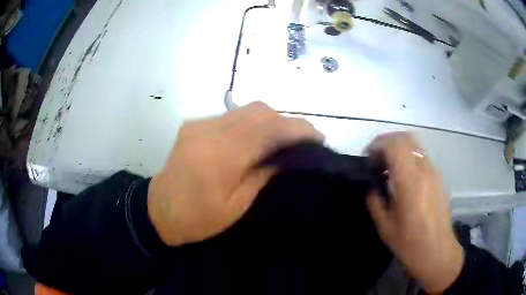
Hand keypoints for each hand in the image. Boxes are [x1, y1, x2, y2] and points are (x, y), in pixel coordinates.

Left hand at [148, 102, 323, 246]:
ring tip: (285, 138)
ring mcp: (199, 123)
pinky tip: (259, 137)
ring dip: (271, 120)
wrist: (159, 210)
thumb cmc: (199, 218)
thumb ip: (263, 173)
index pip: (267, 129)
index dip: (297, 129)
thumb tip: (287, 154)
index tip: (317, 137)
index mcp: (219, 156)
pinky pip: (232, 115)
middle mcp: (208, 130)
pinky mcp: (194, 124)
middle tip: (304, 139)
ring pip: (246, 109)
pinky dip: (252, 122)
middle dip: (287, 121)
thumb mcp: (237, 205)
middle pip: (258, 111)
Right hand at [365, 133, 463, 293]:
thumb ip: (375, 202)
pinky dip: (409, 159)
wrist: (438, 251)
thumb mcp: (385, 227)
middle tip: (377, 160)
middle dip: (387, 142)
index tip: (368, 158)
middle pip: (406, 138)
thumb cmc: (410, 243)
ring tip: (389, 170)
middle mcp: (424, 171)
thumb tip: (370, 186)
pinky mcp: (439, 178)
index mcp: (410, 183)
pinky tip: (404, 180)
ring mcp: (434, 173)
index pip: (395, 145)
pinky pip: (422, 158)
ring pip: (415, 146)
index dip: (378, 144)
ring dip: (399, 151)